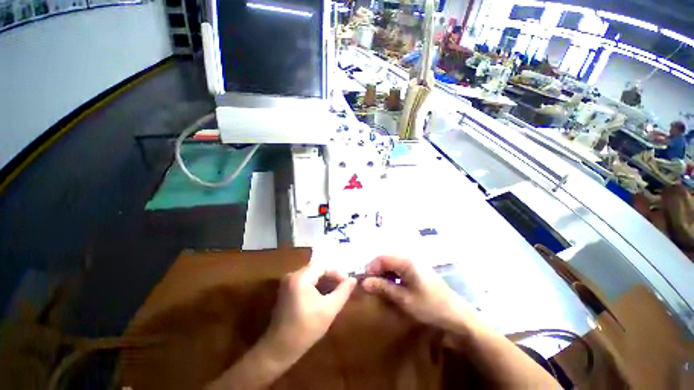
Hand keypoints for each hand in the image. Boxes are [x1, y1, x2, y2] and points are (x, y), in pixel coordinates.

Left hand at [264, 264, 356, 361]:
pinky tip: (324, 294)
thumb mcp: (329, 310)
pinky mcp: (287, 289)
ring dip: (325, 280)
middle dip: (331, 275)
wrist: (279, 349)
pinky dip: (316, 284)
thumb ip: (343, 292)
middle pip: (317, 268)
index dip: (337, 272)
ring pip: (312, 274)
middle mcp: (292, 275)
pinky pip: (306, 280)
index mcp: (300, 277)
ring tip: (336, 289)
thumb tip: (353, 280)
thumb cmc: (306, 329)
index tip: (347, 282)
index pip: (323, 265)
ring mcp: (288, 282)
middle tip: (343, 285)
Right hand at [362, 256, 470, 331]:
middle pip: (386, 259)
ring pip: (392, 263)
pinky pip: (400, 267)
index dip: (371, 268)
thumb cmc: (429, 306)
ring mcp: (415, 263)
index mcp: (406, 262)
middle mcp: (409, 258)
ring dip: (384, 273)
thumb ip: (383, 288)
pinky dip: (393, 275)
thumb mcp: (404, 299)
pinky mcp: (418, 269)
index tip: (365, 282)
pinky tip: (393, 286)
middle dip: (377, 271)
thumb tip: (364, 282)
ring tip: (380, 287)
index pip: (382, 258)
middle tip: (372, 286)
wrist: (456, 314)